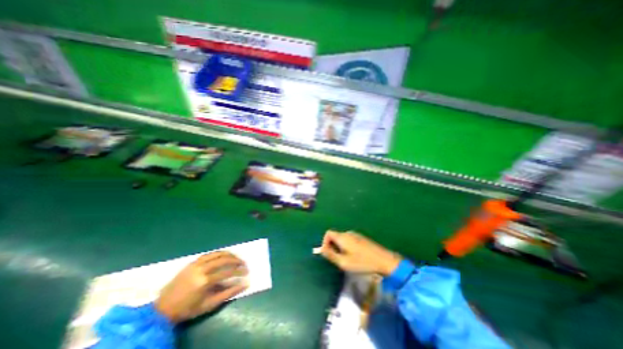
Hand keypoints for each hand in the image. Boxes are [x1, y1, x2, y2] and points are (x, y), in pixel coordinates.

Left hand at [154, 251, 248, 321]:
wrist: (162, 309)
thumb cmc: (188, 309)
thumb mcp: (209, 304)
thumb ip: (228, 293)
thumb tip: (245, 284)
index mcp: (204, 281)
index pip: (228, 272)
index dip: (239, 271)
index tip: (247, 272)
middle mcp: (201, 269)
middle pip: (224, 259)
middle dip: (237, 260)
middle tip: (244, 263)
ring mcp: (196, 263)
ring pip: (218, 253)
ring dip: (230, 255)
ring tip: (237, 258)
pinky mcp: (192, 262)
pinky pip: (210, 254)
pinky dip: (220, 253)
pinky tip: (225, 256)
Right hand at [319, 230, 401, 276]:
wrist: (384, 260)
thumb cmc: (362, 262)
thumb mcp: (344, 262)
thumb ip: (330, 255)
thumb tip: (321, 249)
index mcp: (342, 237)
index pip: (328, 233)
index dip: (325, 242)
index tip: (328, 253)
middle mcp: (348, 233)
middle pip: (335, 236)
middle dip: (333, 247)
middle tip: (338, 259)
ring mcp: (356, 235)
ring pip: (342, 239)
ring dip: (340, 248)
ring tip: (347, 260)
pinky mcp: (362, 238)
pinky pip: (349, 240)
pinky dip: (347, 247)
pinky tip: (355, 257)